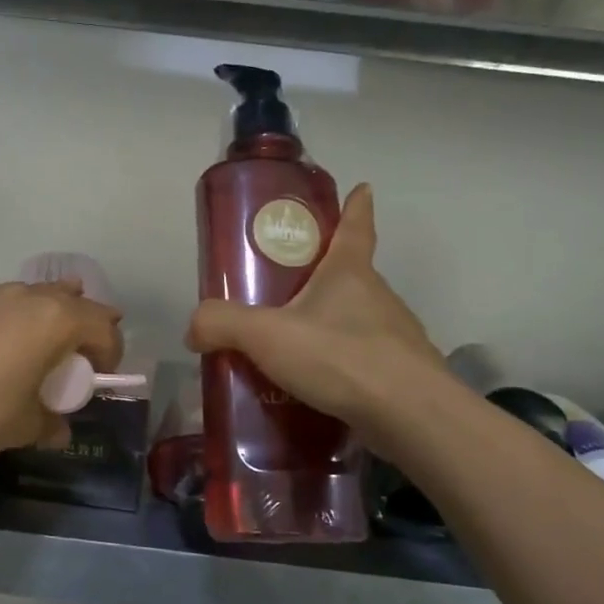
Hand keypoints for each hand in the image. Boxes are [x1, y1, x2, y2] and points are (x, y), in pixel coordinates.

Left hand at [0, 280, 124, 458]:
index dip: (110, 351)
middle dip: (78, 322)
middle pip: (68, 297)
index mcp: (53, 320)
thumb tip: (59, 431)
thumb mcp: (22, 427)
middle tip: (71, 351)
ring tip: (23, 346)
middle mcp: (22, 295)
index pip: (102, 326)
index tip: (99, 375)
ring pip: (23, 295)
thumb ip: (50, 425)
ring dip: (34, 317)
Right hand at [185, 184, 445, 446]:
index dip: (356, 206)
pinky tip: (318, 388)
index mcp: (349, 272)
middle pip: (352, 275)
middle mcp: (378, 296)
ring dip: (333, 326)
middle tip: (290, 288)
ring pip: (358, 321)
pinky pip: (364, 361)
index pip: (355, 226)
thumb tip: (194, 328)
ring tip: (296, 348)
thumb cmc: (340, 356)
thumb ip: (223, 325)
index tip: (362, 189)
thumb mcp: (267, 335)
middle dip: (326, 276)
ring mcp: (394, 336)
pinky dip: (343, 366)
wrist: (409, 414)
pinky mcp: (400, 374)